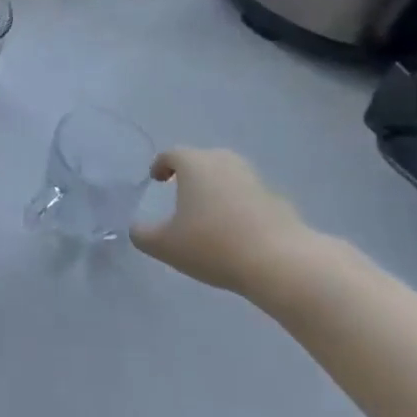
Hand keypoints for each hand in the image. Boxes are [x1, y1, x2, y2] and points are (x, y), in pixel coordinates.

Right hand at [131, 147, 322, 294]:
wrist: (281, 263)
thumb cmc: (213, 245)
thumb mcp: (165, 245)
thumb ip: (142, 234)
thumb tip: (136, 228)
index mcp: (195, 163)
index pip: (171, 154)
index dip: (160, 165)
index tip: (155, 180)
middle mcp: (224, 162)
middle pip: (201, 160)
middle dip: (189, 175)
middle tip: (179, 194)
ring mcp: (254, 179)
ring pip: (227, 177)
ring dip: (215, 190)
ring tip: (207, 214)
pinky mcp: (277, 199)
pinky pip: (248, 196)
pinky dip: (238, 206)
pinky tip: (235, 231)